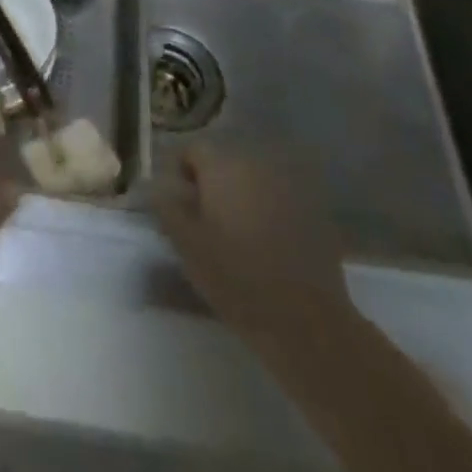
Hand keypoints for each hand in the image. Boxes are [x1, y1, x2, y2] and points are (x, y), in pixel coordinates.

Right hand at [154, 144, 350, 346]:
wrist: (305, 322)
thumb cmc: (235, 277)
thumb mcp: (185, 244)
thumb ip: (166, 206)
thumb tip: (158, 186)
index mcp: (223, 166)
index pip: (192, 150)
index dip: (179, 173)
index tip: (177, 206)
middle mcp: (257, 165)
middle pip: (224, 163)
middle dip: (210, 185)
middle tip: (203, 222)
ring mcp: (289, 187)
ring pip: (252, 182)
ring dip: (239, 198)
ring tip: (234, 235)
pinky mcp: (313, 213)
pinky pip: (277, 201)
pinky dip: (266, 213)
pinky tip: (265, 246)